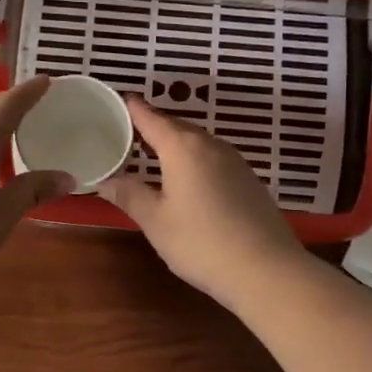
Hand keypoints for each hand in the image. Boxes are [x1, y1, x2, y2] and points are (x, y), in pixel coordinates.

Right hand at [100, 96, 305, 309]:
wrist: (266, 270)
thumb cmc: (201, 243)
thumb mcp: (156, 221)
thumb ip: (130, 195)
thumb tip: (105, 179)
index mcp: (183, 148)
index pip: (151, 118)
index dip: (133, 109)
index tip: (118, 101)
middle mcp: (211, 145)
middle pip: (177, 126)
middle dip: (153, 126)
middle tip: (128, 132)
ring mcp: (235, 161)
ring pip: (198, 142)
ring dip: (175, 144)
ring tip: (154, 154)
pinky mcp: (250, 180)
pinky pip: (214, 158)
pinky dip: (195, 160)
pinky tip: (188, 179)